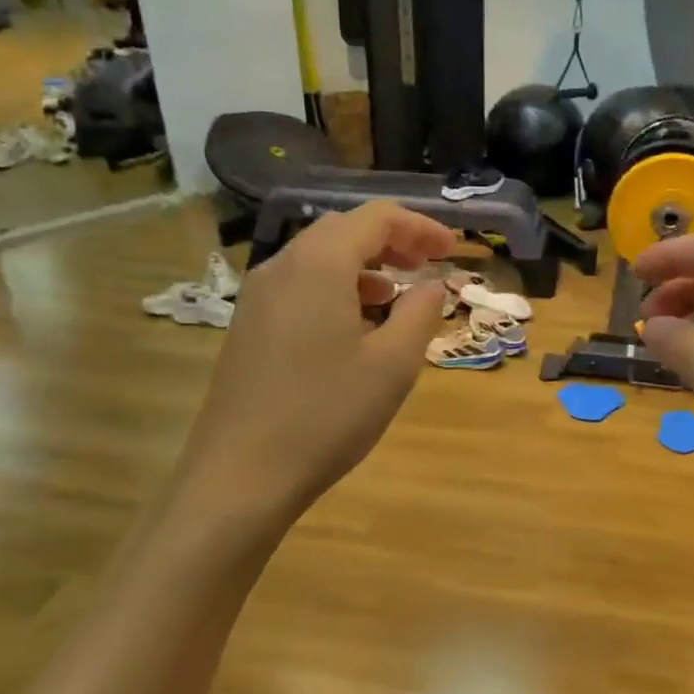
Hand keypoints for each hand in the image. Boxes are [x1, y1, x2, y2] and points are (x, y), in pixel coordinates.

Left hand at [180, 203, 455, 521]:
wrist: (241, 474)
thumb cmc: (327, 415)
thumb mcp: (392, 366)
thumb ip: (419, 314)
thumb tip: (431, 285)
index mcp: (319, 265)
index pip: (376, 218)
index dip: (420, 227)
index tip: (451, 250)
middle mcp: (281, 267)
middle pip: (342, 231)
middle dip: (390, 242)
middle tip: (426, 267)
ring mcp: (257, 298)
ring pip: (317, 260)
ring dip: (362, 267)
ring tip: (394, 297)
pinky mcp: (246, 328)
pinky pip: (298, 288)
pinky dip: (334, 290)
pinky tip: (352, 329)